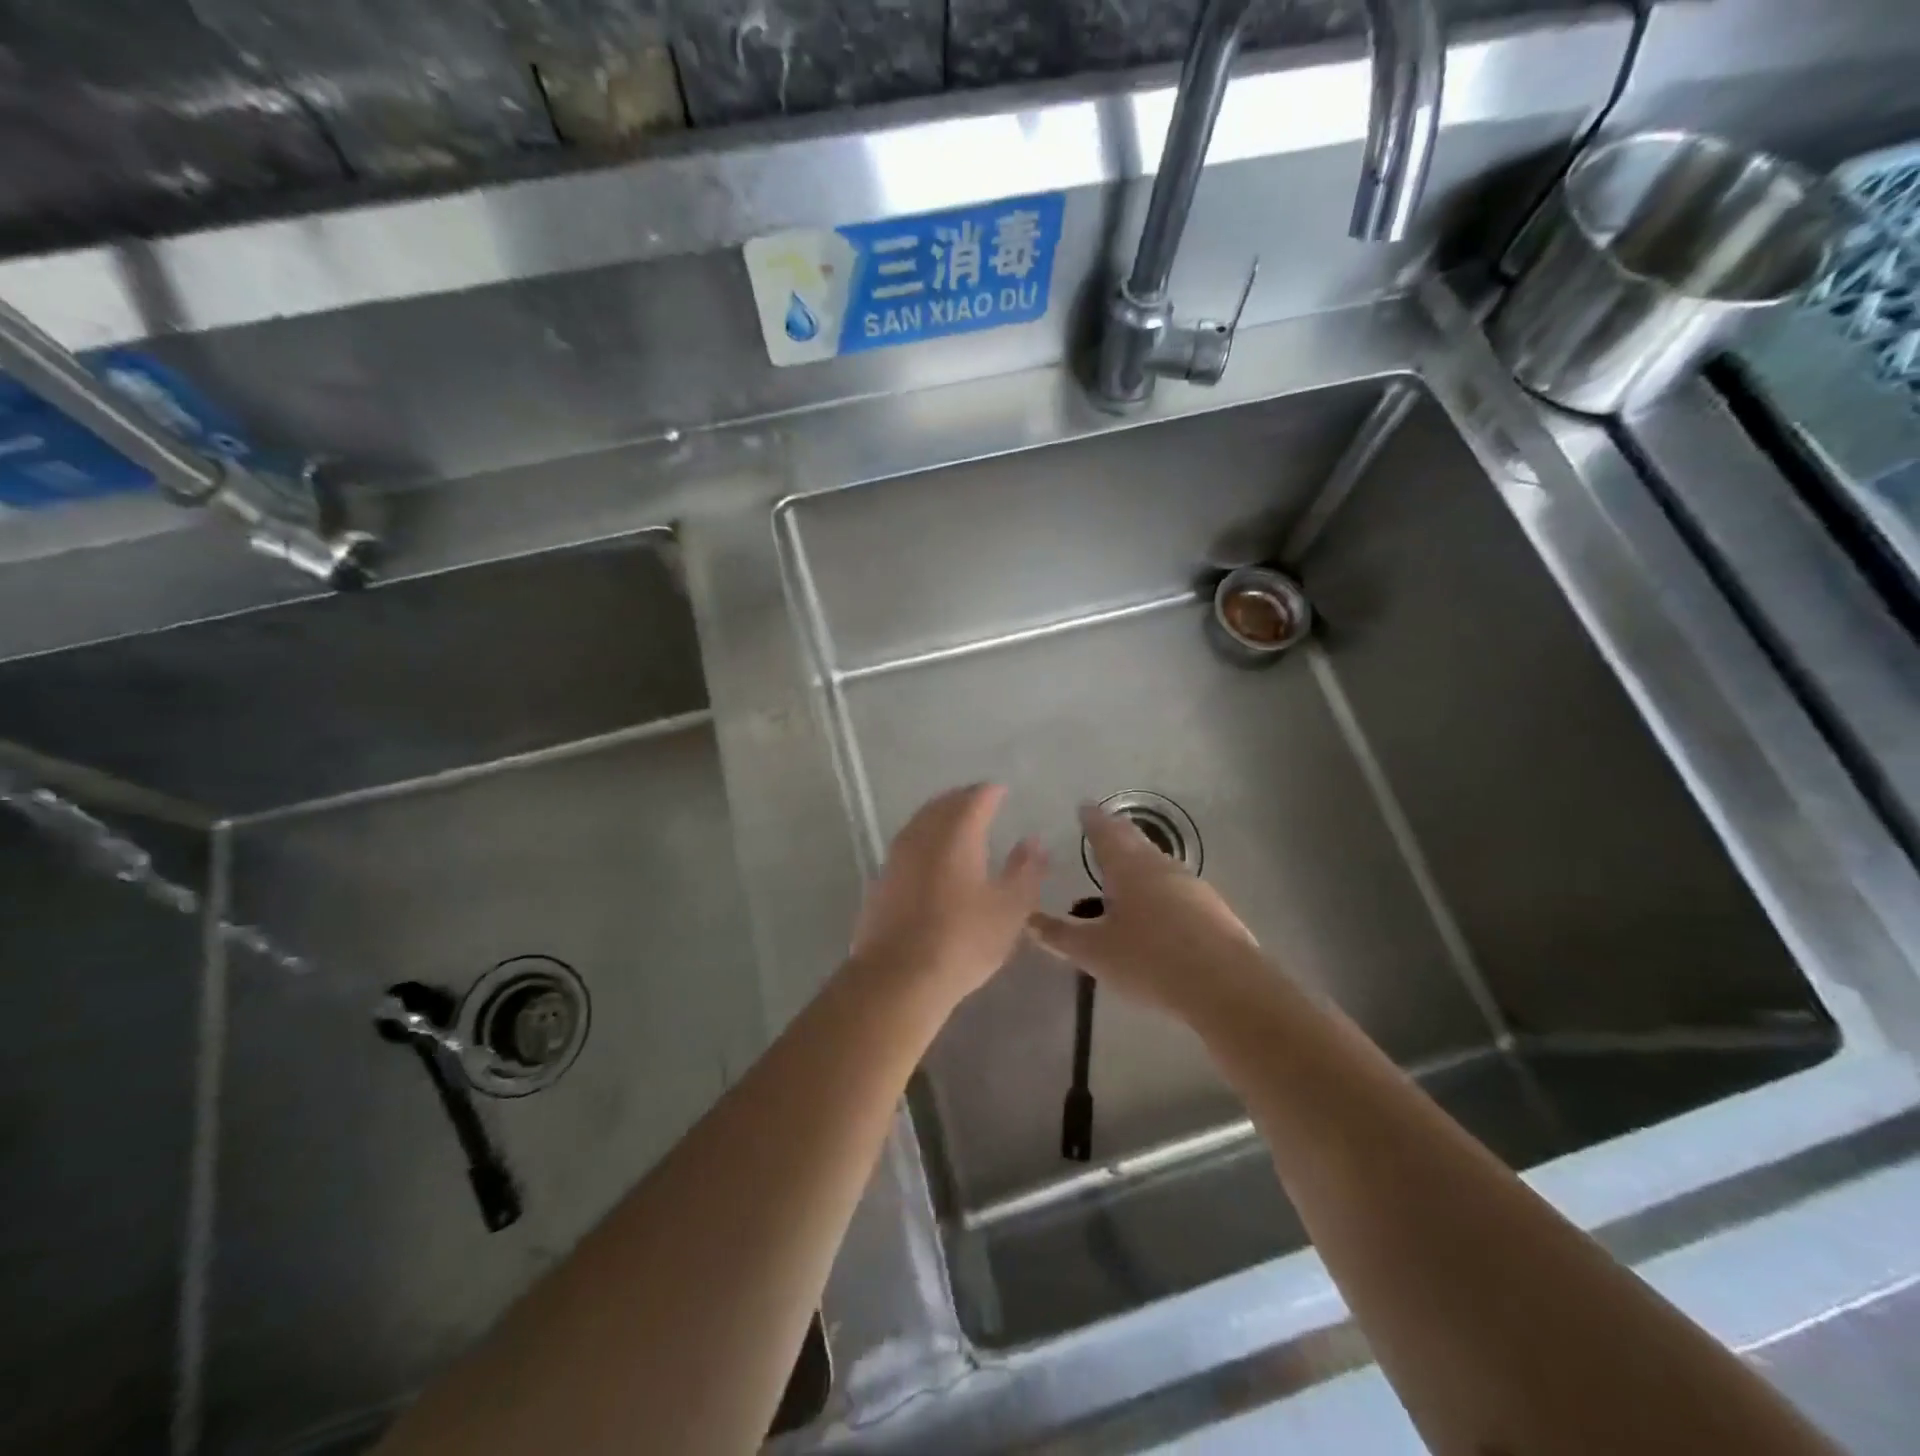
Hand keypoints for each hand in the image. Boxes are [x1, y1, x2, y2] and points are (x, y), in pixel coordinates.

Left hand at [851, 784, 1047, 1003]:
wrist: (898, 976)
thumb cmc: (963, 940)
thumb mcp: (1009, 909)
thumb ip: (1025, 870)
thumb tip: (1033, 840)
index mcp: (957, 834)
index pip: (975, 799)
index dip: (990, 792)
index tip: (1001, 791)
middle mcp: (923, 836)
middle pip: (943, 804)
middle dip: (962, 799)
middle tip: (979, 800)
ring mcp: (897, 857)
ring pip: (920, 822)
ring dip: (939, 815)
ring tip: (955, 822)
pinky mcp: (881, 880)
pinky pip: (906, 844)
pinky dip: (923, 838)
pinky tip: (930, 855)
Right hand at [1028, 803, 1262, 1019]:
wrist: (1225, 985)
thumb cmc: (1149, 960)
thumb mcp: (1094, 952)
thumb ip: (1060, 935)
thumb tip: (1029, 920)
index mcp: (1127, 867)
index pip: (1105, 833)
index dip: (1092, 819)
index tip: (1084, 806)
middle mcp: (1159, 866)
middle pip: (1134, 840)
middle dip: (1116, 832)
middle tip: (1103, 826)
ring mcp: (1190, 884)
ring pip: (1157, 862)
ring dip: (1139, 857)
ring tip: (1125, 866)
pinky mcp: (1212, 907)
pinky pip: (1176, 885)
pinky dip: (1159, 885)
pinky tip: (1158, 904)